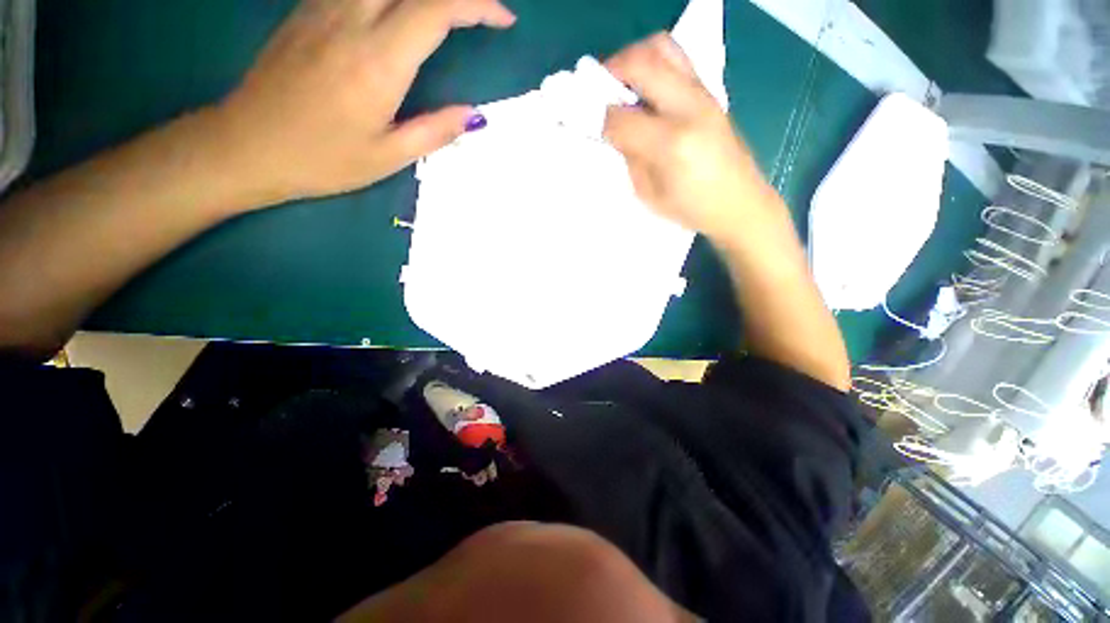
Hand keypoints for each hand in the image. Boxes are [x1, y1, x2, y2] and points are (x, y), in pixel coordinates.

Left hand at [214, 0, 515, 205]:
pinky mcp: (308, 9)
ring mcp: (324, 8)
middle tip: (479, 11)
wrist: (247, 146)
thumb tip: (474, 116)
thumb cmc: (322, 160)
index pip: (436, 10)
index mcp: (377, 63)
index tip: (503, 20)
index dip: (477, 5)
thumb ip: (435, 132)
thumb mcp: (388, 157)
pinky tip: (401, 9)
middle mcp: (351, 21)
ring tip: (447, 10)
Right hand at [603, 34, 777, 242]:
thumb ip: (629, 157)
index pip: (620, 117)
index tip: (587, 123)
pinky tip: (645, 91)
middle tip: (597, 91)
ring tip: (621, 85)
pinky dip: (652, 64)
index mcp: (671, 143)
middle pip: (641, 62)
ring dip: (633, 59)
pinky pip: (677, 59)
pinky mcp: (710, 93)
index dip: (597, 118)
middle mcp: (689, 108)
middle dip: (610, 71)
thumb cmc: (691, 209)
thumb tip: (611, 130)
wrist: (739, 204)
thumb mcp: (649, 193)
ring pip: (662, 47)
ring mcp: (704, 95)